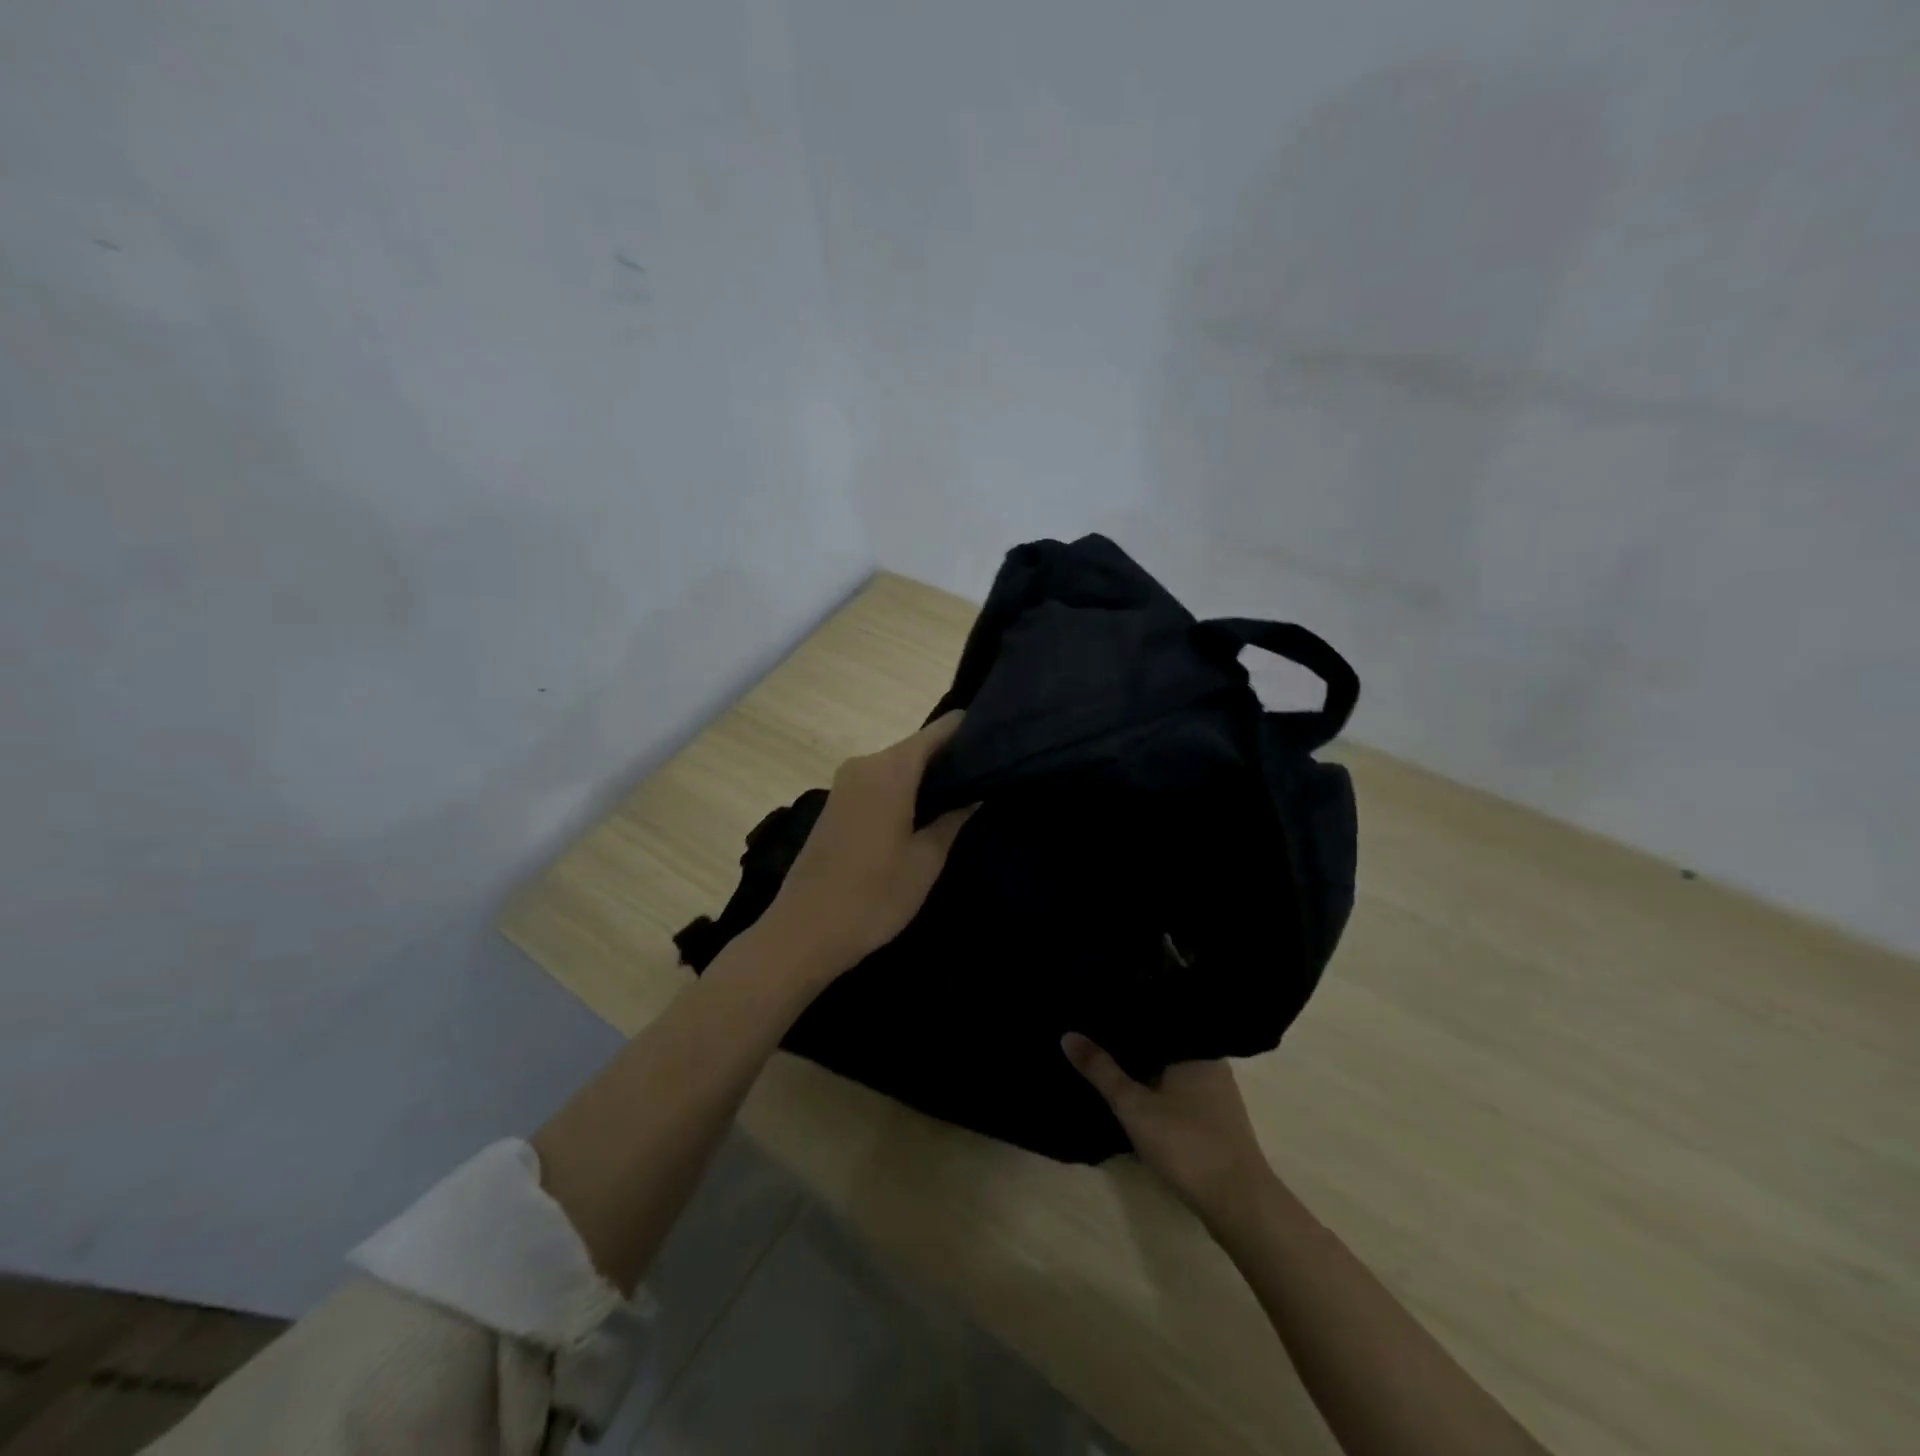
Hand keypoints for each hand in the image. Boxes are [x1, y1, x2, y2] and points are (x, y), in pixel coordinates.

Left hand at [762, 712, 977, 979]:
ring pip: (900, 766)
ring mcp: (846, 782)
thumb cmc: (873, 897)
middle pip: (919, 746)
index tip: (1002, 744)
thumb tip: (976, 790)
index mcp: (891, 769)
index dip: (972, 732)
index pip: (941, 730)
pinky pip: (881, 782)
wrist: (803, 932)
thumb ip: (954, 817)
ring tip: (968, 796)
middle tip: (992, 778)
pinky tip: (928, 813)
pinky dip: (906, 789)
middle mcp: (866, 763)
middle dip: (953, 758)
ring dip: (929, 777)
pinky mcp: (837, 803)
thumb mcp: (926, 860)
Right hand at [1063, 1034, 1271, 1222]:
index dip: (1126, 1014)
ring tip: (1108, 1062)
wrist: (1238, 1203)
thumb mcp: (1133, 1105)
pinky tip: (1136, 1096)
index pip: (1154, 1017)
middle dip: (1132, 1044)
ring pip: (1171, 1069)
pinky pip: (1180, 1090)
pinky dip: (1157, 1090)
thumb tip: (1067, 1034)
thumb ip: (1101, 1070)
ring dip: (1144, 1069)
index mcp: (1194, 1047)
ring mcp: (1217, 1092)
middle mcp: (1209, 1061)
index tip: (1095, 1009)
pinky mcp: (1217, 1119)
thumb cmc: (1186, 1142)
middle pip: (1162, 1044)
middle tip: (1093, 1035)